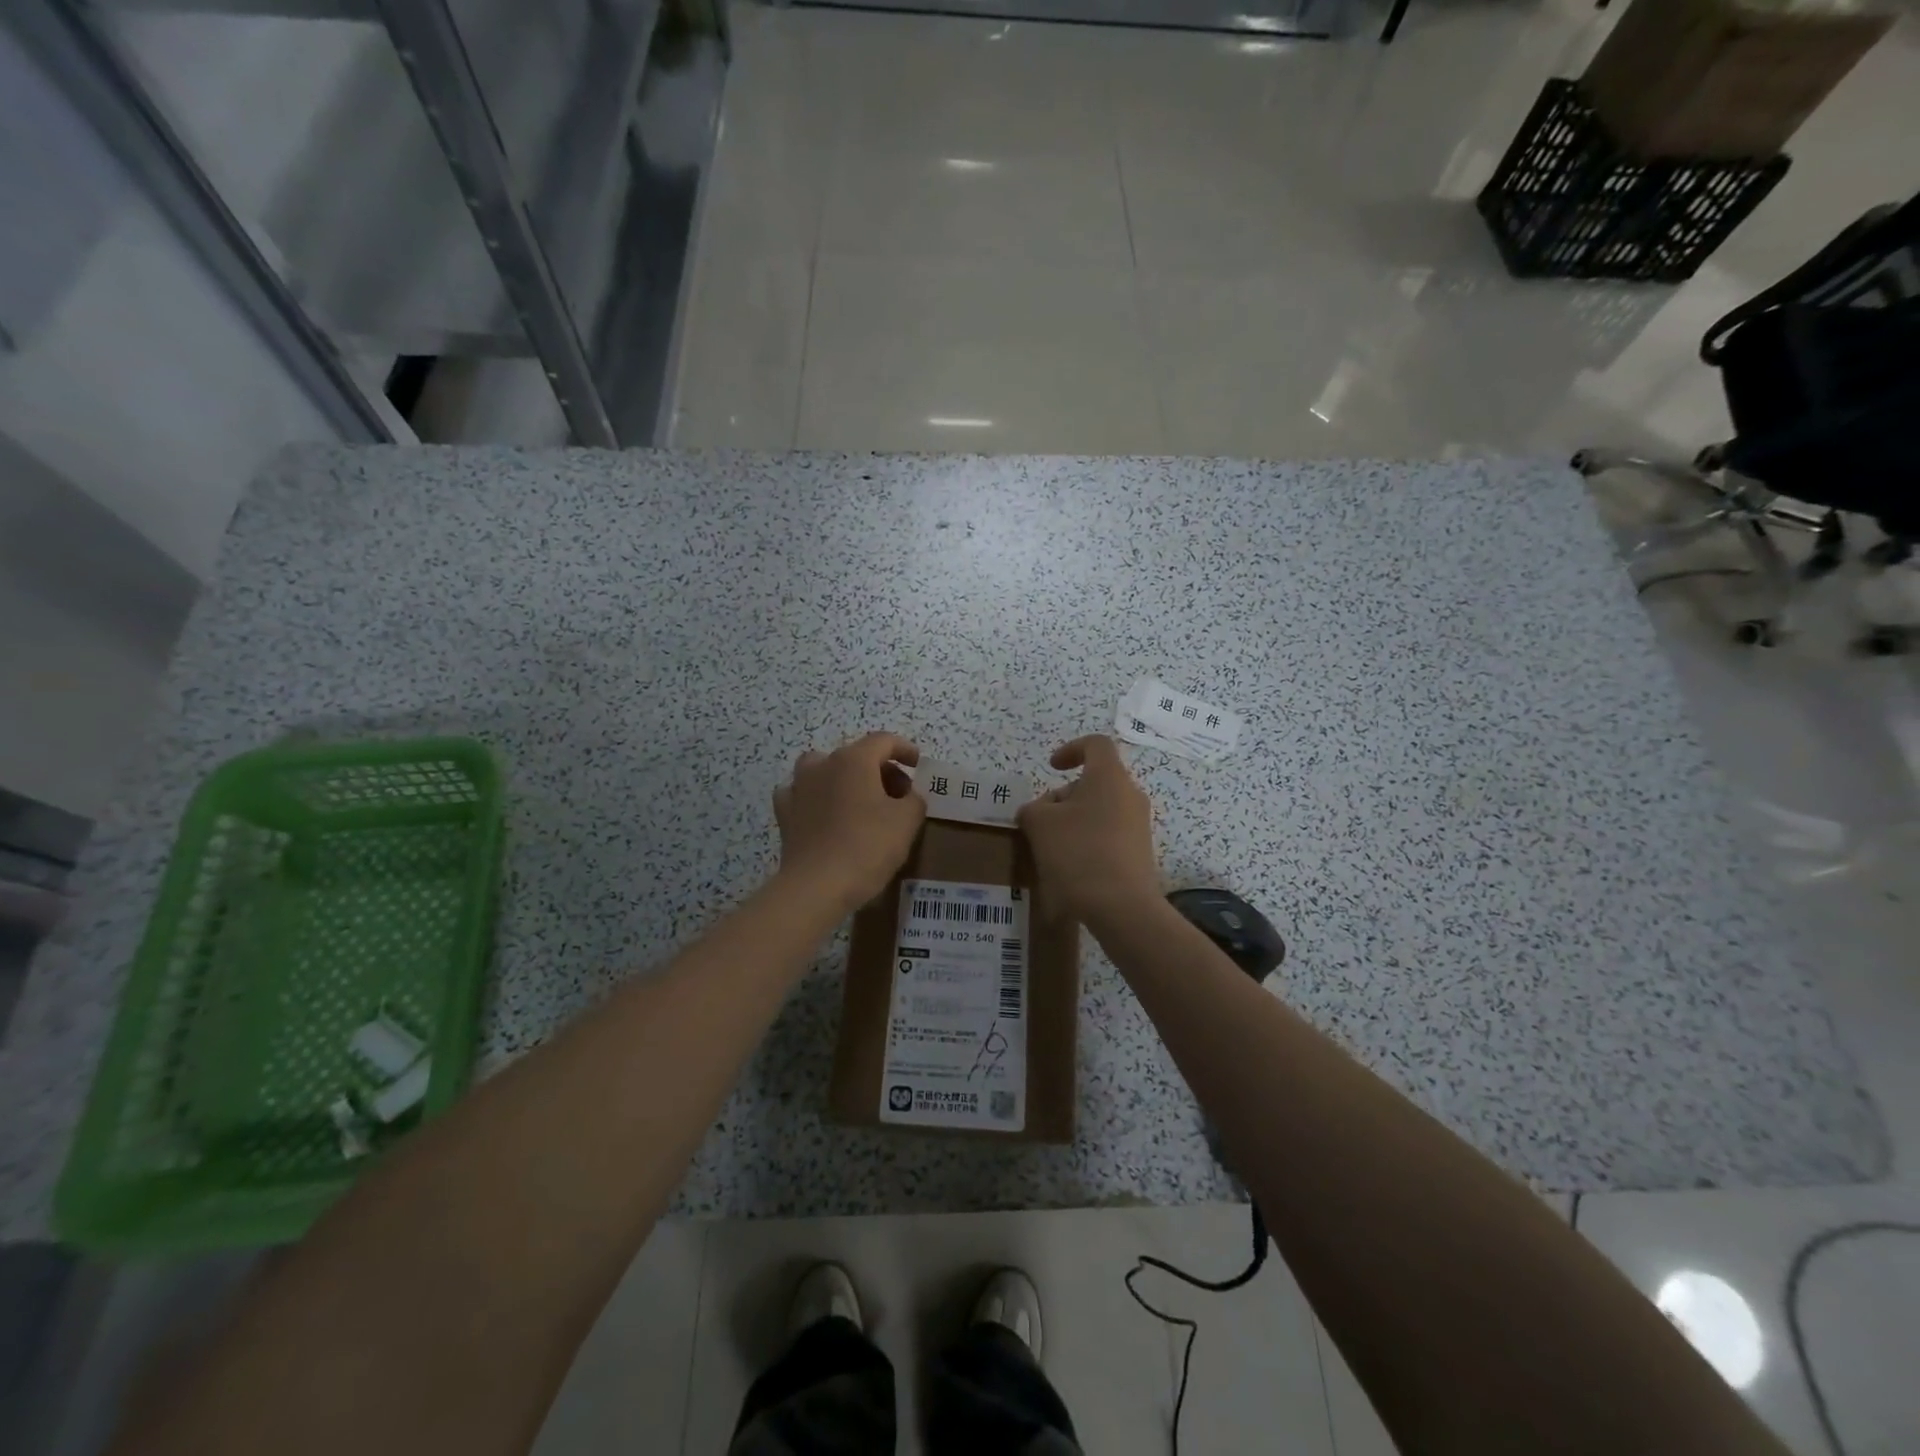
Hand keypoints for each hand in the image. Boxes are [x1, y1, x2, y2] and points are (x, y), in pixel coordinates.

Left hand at [774, 733, 925, 912]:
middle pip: (856, 755)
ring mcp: (799, 788)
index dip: (904, 749)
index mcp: (854, 760)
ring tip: (859, 800)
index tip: (918, 765)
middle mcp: (823, 765)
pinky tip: (825, 813)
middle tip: (898, 794)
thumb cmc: (868, 847)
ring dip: (844, 778)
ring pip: (824, 769)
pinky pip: (802, 794)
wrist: (817, 886)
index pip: (884, 741)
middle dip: (880, 769)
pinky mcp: (785, 814)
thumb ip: (914, 800)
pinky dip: (816, 798)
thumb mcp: (907, 821)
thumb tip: (908, 796)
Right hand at [1017, 735, 1159, 922]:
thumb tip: (1038, 812)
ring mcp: (1138, 826)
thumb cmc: (1079, 853)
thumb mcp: (1039, 825)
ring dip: (1073, 822)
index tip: (1051, 768)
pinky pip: (1109, 835)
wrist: (1122, 907)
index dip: (1071, 749)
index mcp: (1109, 777)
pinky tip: (1070, 869)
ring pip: (1100, 811)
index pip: (1096, 744)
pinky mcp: (1140, 853)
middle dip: (1063, 797)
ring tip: (1051, 849)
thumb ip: (1033, 809)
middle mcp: (1130, 795)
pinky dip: (1087, 842)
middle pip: (1094, 782)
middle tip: (1040, 822)